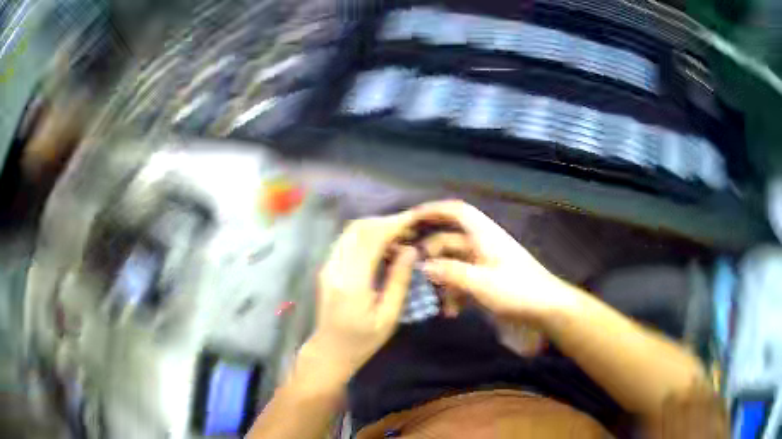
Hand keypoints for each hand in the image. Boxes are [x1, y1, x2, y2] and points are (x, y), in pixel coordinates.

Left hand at [307, 214, 417, 383]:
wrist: (329, 351)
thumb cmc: (362, 341)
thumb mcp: (388, 317)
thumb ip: (399, 281)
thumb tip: (411, 250)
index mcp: (352, 282)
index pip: (371, 239)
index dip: (394, 225)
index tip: (415, 219)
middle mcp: (335, 267)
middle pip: (357, 228)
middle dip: (385, 221)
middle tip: (409, 227)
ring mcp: (327, 266)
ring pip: (350, 231)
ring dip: (375, 227)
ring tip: (399, 235)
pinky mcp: (327, 267)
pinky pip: (346, 241)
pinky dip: (365, 236)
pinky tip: (382, 247)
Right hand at [413, 200, 580, 322]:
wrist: (548, 312)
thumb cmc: (517, 291)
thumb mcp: (481, 282)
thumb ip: (450, 272)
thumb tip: (423, 265)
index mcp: (485, 236)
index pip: (457, 212)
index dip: (434, 210)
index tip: (410, 219)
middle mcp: (483, 246)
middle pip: (449, 241)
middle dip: (431, 255)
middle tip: (412, 270)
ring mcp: (485, 267)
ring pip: (454, 265)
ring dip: (442, 281)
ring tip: (434, 301)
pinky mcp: (488, 285)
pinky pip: (463, 283)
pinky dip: (454, 295)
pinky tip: (451, 313)